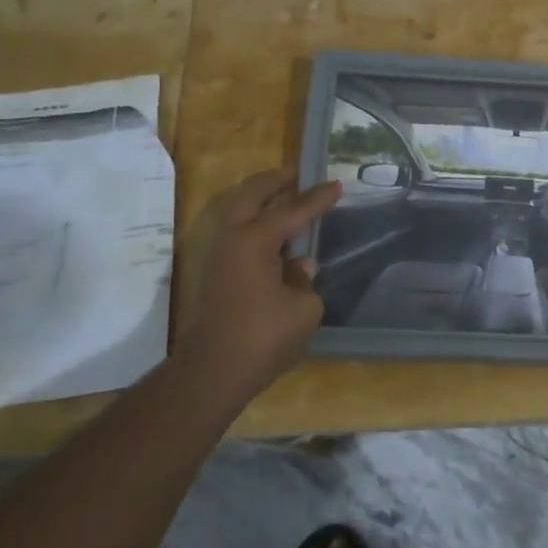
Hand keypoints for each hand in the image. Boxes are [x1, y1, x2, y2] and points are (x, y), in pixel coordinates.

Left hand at [174, 169, 341, 401]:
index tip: (337, 184)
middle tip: (298, 174)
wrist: (211, 374)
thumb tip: (300, 265)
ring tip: (287, 198)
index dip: (317, 198)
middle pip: (251, 195)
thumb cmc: (262, 337)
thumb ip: (305, 279)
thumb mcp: (303, 309)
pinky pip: (237, 233)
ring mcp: (218, 256)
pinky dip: (256, 223)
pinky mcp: (215, 275)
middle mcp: (232, 240)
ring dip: (261, 201)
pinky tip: (275, 235)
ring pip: (238, 212)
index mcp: (254, 241)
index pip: (292, 210)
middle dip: (275, 182)